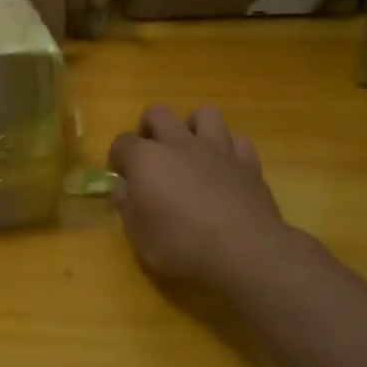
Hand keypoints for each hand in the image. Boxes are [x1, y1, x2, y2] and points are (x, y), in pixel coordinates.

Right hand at [107, 105, 313, 294]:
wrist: (244, 253)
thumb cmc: (181, 246)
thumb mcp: (138, 236)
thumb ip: (127, 206)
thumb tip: (122, 188)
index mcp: (146, 159)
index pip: (122, 142)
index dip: (118, 157)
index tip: (122, 176)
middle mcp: (179, 144)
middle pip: (158, 113)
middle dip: (150, 128)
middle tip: (152, 155)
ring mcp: (217, 149)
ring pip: (205, 113)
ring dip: (194, 127)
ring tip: (191, 152)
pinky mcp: (249, 163)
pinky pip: (237, 141)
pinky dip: (229, 150)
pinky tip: (225, 169)